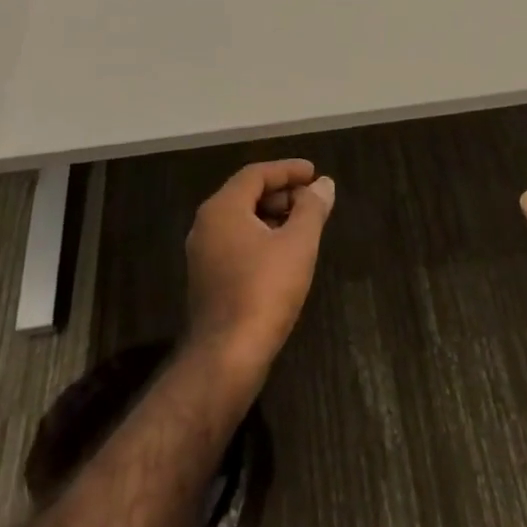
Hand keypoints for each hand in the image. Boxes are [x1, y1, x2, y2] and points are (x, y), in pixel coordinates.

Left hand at [186, 159, 334, 375]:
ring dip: (273, 216)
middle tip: (312, 200)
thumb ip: (312, 208)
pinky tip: (285, 254)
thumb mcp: (298, 244)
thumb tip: (324, 184)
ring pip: (241, 221)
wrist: (227, 357)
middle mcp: (206, 225)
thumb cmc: (264, 290)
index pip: (256, 174)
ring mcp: (203, 255)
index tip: (314, 172)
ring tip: (304, 225)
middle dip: (282, 193)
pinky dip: (261, 238)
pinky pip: (236, 243)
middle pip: (246, 195)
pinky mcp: (207, 280)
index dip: (287, 170)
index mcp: (222, 208)